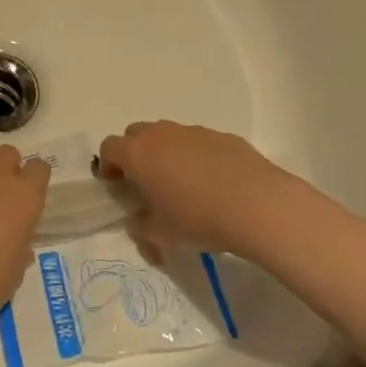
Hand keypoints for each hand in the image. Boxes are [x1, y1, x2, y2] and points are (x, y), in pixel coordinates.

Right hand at [99, 121, 297, 262]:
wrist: (258, 205)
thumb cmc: (198, 218)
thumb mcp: (161, 235)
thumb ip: (141, 228)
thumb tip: (138, 223)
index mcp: (138, 154)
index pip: (109, 147)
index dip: (107, 166)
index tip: (116, 186)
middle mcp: (162, 134)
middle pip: (136, 134)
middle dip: (134, 154)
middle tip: (145, 182)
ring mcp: (194, 131)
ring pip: (169, 135)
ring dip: (166, 153)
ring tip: (183, 184)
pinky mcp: (224, 136)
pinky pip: (199, 142)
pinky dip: (197, 156)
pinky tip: (214, 183)